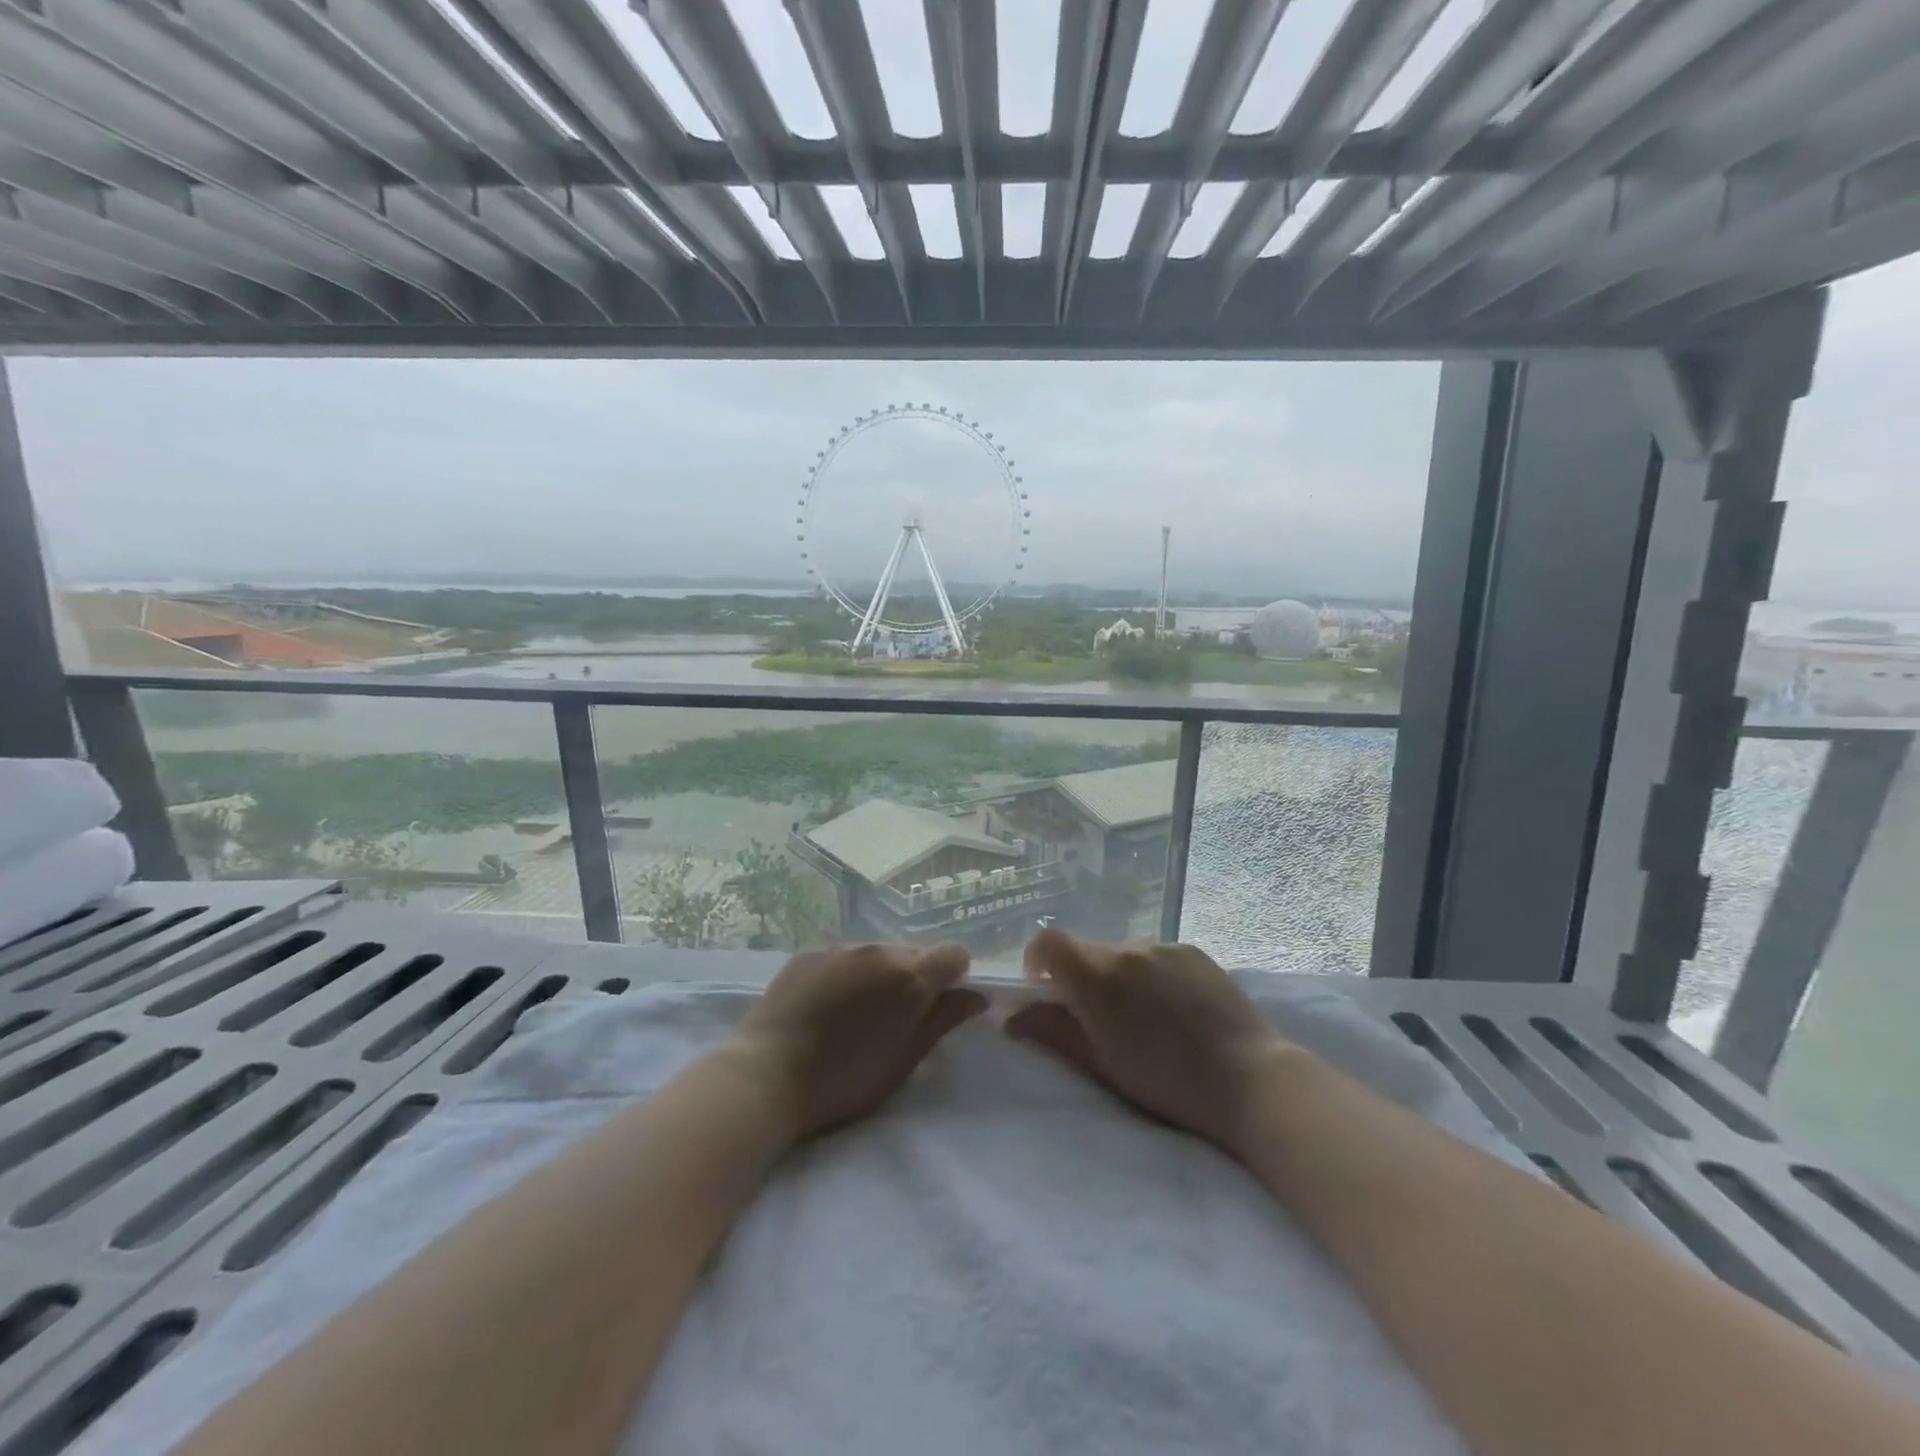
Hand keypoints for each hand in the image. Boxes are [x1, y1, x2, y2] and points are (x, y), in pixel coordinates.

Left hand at [731, 942, 986, 1139]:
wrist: (766, 1075)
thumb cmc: (844, 1079)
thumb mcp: (904, 1059)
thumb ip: (943, 1021)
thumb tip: (976, 997)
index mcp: (909, 976)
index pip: (954, 954)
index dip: (954, 977)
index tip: (940, 1004)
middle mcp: (879, 950)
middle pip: (914, 953)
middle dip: (915, 978)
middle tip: (895, 1018)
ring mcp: (841, 948)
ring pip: (877, 953)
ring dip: (879, 975)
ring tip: (856, 1014)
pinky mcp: (809, 953)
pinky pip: (843, 956)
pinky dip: (847, 974)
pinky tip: (826, 1007)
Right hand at [1007, 928, 1286, 1154]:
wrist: (1249, 1078)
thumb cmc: (1166, 1081)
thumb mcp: (1101, 1063)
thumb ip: (1053, 1031)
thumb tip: (1012, 1018)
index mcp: (1097, 975)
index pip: (1049, 942)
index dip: (1038, 960)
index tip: (1045, 988)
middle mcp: (1127, 948)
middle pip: (1088, 951)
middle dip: (1083, 978)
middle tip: (1102, 1019)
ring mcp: (1164, 946)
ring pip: (1124, 954)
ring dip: (1121, 977)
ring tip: (1147, 1018)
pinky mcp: (1194, 951)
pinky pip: (1158, 956)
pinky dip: (1153, 975)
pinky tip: (1177, 1010)